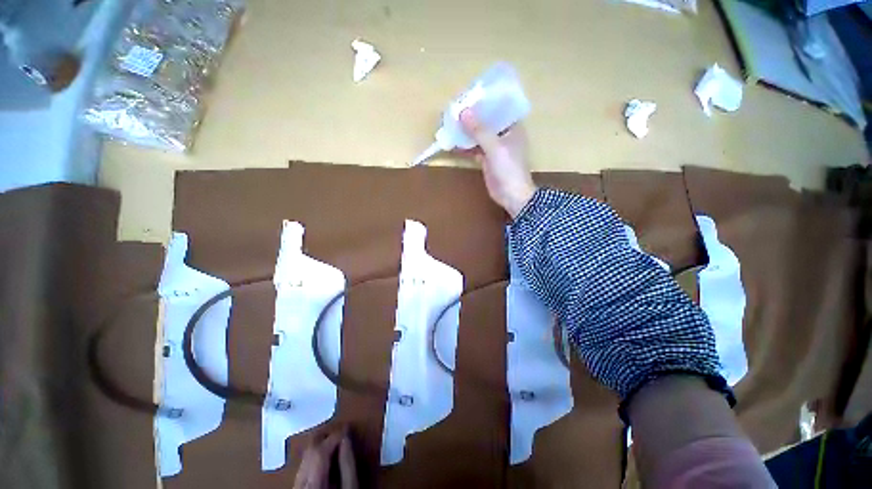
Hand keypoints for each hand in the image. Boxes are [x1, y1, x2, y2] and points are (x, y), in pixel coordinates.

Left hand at [293, 430, 357, 488]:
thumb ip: (348, 464)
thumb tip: (346, 438)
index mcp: (314, 483)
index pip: (320, 449)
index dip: (335, 435)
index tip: (347, 428)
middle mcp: (300, 483)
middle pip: (310, 450)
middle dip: (326, 437)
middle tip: (341, 432)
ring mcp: (295, 486)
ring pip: (305, 456)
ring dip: (320, 446)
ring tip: (336, 443)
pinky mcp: (296, 488)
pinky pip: (304, 466)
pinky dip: (315, 457)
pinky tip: (326, 458)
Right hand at [458, 109, 536, 218]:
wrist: (511, 196)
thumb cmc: (509, 168)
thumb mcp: (495, 147)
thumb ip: (479, 130)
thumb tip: (463, 111)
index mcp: (513, 126)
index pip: (498, 108)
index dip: (483, 101)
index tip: (468, 95)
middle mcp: (504, 134)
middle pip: (486, 121)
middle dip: (472, 116)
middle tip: (455, 109)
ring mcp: (495, 148)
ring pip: (479, 135)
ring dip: (466, 131)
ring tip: (450, 123)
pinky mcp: (487, 159)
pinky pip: (474, 148)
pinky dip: (465, 146)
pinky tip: (453, 142)